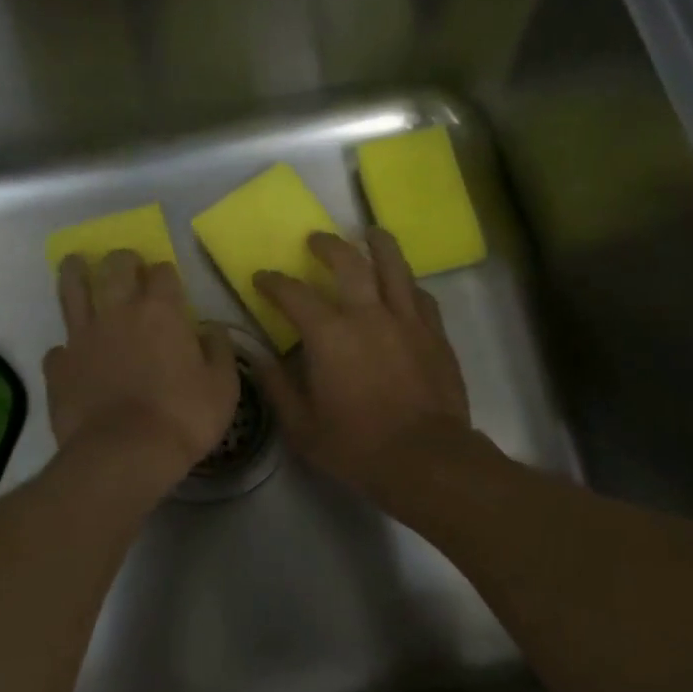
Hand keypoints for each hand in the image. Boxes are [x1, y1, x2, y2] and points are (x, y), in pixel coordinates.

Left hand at [45, 251, 239, 488]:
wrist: (124, 455)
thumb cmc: (183, 417)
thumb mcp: (223, 386)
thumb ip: (219, 350)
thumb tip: (211, 329)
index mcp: (160, 311)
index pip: (162, 271)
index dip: (166, 273)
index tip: (169, 281)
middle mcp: (118, 312)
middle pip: (115, 267)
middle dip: (123, 260)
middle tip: (127, 265)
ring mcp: (83, 337)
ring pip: (72, 289)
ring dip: (75, 272)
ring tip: (76, 264)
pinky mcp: (59, 367)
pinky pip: (59, 347)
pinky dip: (66, 347)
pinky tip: (70, 353)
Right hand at [251, 229, 471, 502]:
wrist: (427, 458)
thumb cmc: (357, 446)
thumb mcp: (302, 427)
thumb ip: (277, 387)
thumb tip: (258, 358)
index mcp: (329, 335)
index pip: (293, 294)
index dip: (273, 282)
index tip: (262, 277)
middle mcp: (368, 314)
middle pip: (348, 262)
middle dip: (327, 245)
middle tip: (315, 240)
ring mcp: (407, 320)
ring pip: (393, 266)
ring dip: (378, 244)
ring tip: (370, 233)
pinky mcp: (435, 333)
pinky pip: (420, 295)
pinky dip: (406, 283)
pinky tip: (402, 284)